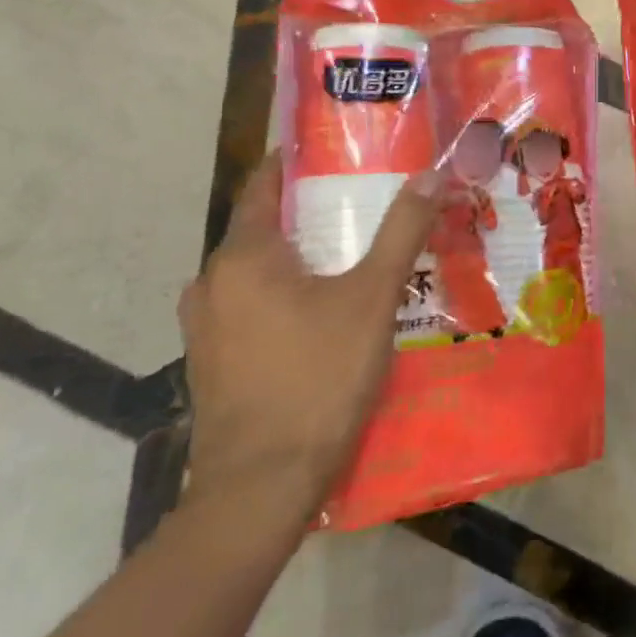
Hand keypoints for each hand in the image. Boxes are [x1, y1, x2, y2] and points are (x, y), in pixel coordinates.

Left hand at [176, 153, 440, 522]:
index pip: (263, 186)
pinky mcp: (211, 364)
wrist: (261, 487)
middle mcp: (211, 284)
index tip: (334, 150)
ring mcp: (205, 328)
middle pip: (262, 229)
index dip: (295, 163)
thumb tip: (431, 175)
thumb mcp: (373, 297)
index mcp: (243, 257)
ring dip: (296, 258)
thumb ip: (401, 231)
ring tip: (349, 256)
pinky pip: (250, 308)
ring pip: (256, 273)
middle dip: (309, 213)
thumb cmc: (318, 377)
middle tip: (362, 204)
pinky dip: (283, 295)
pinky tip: (322, 313)